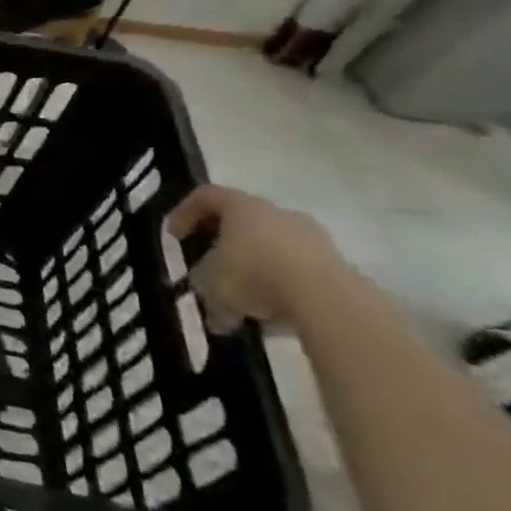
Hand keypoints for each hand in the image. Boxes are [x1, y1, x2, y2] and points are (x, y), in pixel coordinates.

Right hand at [165, 184, 346, 330]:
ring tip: (245, 300)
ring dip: (255, 268)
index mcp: (241, 206)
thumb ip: (204, 291)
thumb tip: (216, 315)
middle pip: (242, 220)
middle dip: (222, 244)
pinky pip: (298, 270)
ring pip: (272, 246)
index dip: (184, 212)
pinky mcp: (337, 265)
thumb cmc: (253, 275)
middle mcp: (277, 213)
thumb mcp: (209, 285)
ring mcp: (312, 237)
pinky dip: (282, 286)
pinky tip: (274, 312)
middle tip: (209, 266)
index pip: (205, 195)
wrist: (328, 300)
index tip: (174, 237)